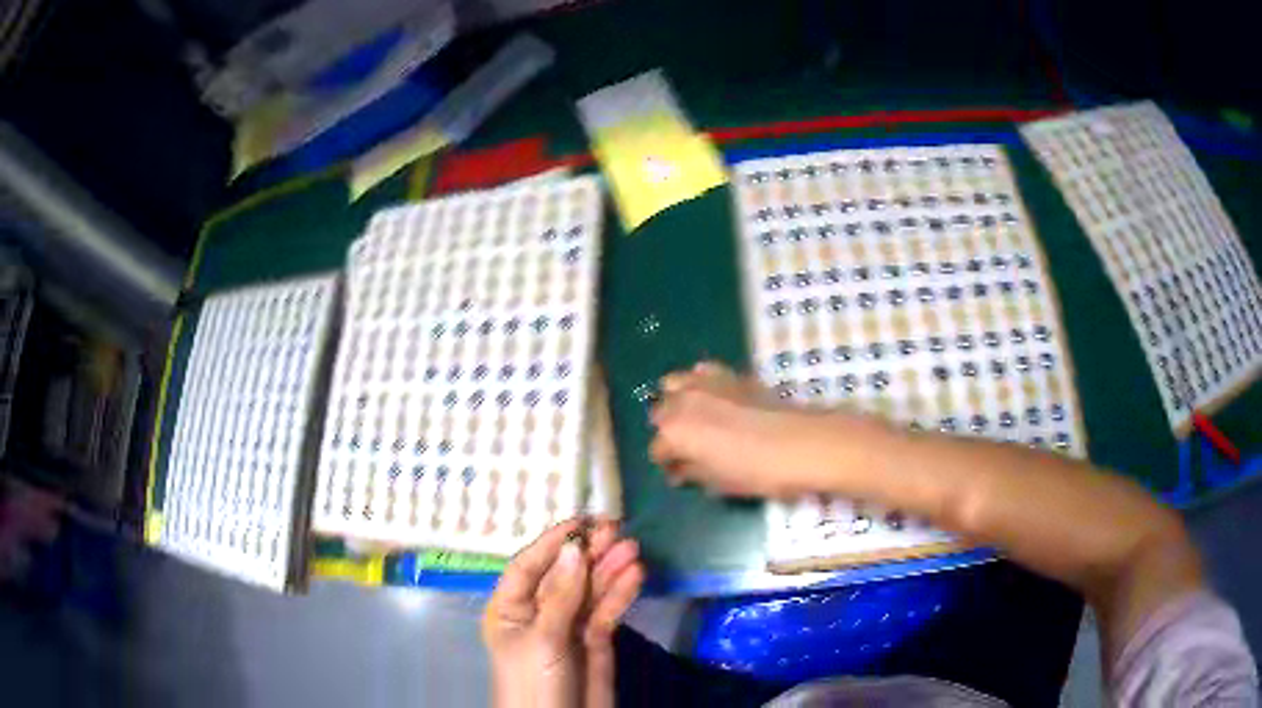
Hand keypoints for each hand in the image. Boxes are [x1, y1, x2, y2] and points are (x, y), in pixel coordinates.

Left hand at [482, 518, 643, 707]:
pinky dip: (621, 593)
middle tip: (616, 528)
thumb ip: (560, 595)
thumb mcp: (543, 638)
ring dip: (609, 569)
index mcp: (509, 608)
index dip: (553, 542)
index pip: (528, 566)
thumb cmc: (534, 682)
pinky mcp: (594, 640)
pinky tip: (635, 575)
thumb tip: (573, 548)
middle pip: (564, 575)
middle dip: (588, 553)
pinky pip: (606, 610)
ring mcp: (568, 626)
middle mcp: (537, 612)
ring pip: (589, 590)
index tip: (581, 521)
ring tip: (632, 547)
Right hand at [649, 362, 855, 496]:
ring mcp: (706, 383)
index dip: (667, 464)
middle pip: (661, 413)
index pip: (658, 449)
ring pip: (674, 384)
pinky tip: (713, 395)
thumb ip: (692, 473)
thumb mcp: (719, 482)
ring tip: (694, 417)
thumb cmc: (757, 472)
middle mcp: (682, 402)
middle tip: (688, 448)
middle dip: (670, 431)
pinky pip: (703, 372)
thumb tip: (679, 471)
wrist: (801, 443)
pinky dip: (700, 381)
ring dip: (677, 400)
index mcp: (675, 433)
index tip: (680, 474)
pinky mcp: (730, 374)